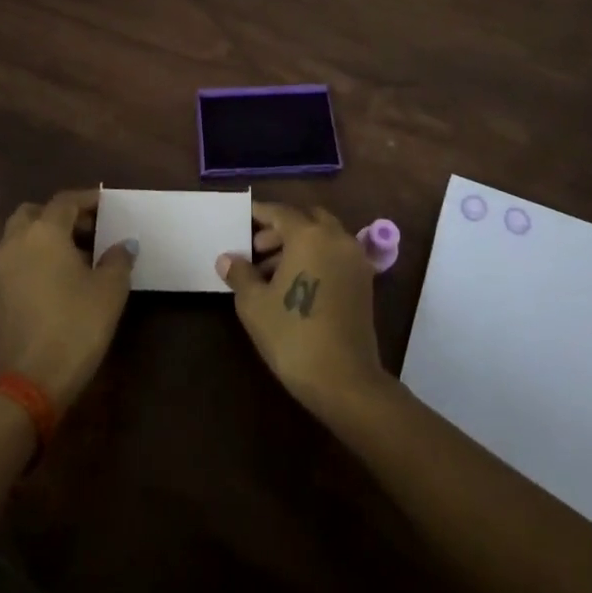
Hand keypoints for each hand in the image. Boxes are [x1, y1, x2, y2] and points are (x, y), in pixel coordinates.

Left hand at [0, 188, 135, 410]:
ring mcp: (0, 271)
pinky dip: (34, 259)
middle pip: (34, 213)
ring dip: (44, 238)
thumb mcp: (110, 290)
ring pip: (20, 238)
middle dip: (59, 215)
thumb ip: (118, 259)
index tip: (107, 204)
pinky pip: (15, 262)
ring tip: (76, 256)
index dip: (88, 199)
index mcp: (43, 232)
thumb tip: (123, 244)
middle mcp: (15, 243)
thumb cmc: (75, 325)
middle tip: (87, 229)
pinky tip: (57, 280)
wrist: (30, 383)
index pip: (65, 201)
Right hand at [217, 201, 384, 416]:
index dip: (260, 214)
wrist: (344, 380)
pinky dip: (317, 258)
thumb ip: (240, 274)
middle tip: (257, 249)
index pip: (280, 213)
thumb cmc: (293, 335)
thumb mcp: (254, 304)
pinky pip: (335, 255)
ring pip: (323, 237)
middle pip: (306, 220)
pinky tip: (296, 284)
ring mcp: (355, 259)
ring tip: (271, 272)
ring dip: (299, 244)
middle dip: (281, 229)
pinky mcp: (364, 281)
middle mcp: (336, 238)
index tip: (243, 218)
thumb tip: (227, 258)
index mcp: (309, 235)